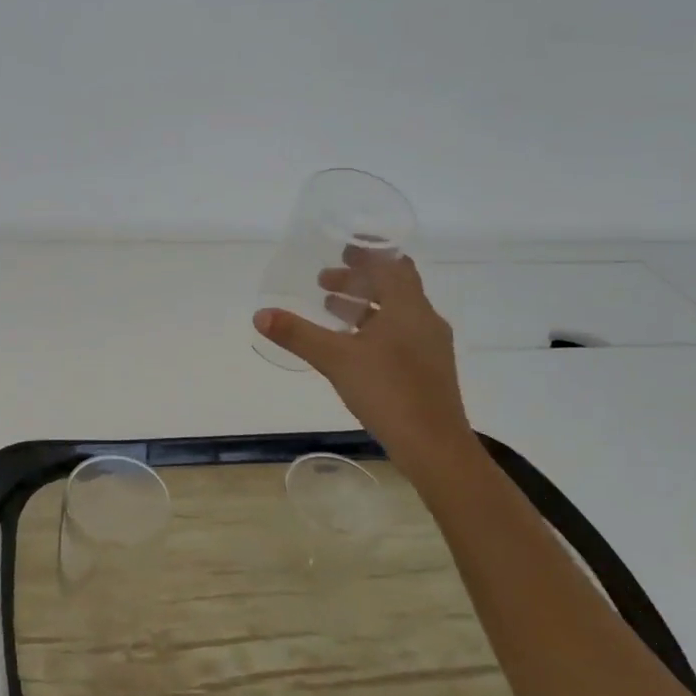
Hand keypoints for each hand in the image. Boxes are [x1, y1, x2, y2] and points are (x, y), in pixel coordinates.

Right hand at [254, 247, 472, 458]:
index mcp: (408, 307)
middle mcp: (424, 320)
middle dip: (359, 280)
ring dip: (365, 305)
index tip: (342, 249)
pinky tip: (353, 346)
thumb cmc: (388, 391)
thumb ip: (298, 334)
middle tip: (324, 280)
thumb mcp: (335, 359)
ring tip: (330, 309)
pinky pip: (400, 333)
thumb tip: (260, 314)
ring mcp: (430, 346)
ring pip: (396, 312)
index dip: (368, 252)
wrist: (435, 447)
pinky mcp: (429, 369)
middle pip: (392, 286)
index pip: (392, 264)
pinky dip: (374, 327)